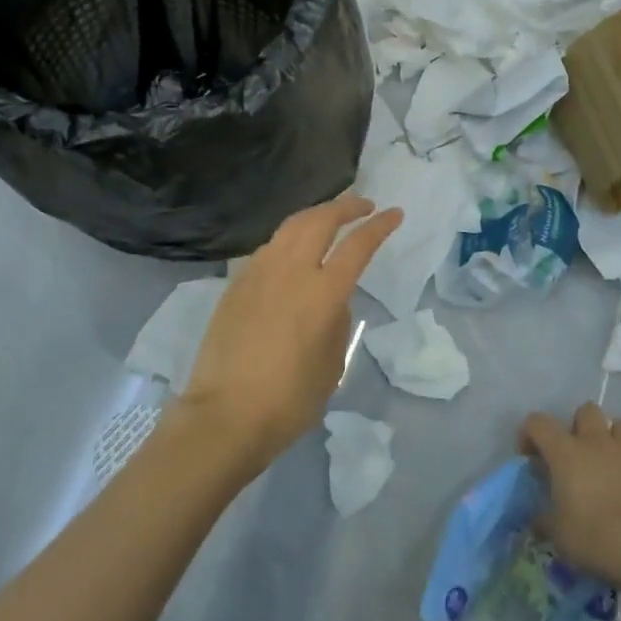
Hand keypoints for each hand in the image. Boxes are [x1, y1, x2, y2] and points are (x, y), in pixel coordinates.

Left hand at [180, 193, 402, 473]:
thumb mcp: (332, 363)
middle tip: (363, 205)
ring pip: (290, 226)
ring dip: (315, 215)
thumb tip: (332, 300)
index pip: (358, 245)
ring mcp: (259, 273)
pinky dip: (289, 239)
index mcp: (323, 293)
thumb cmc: (289, 400)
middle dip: (346, 206)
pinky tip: (293, 251)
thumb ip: (337, 321)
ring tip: (329, 218)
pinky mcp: (236, 283)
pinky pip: (268, 248)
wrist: (225, 415)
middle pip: (320, 219)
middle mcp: (291, 271)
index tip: (395, 213)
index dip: (380, 226)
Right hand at [520, 403, 620, 588]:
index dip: (529, 433)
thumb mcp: (557, 534)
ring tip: (607, 464)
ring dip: (612, 439)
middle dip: (579, 426)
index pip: (538, 422)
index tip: (530, 456)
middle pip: (587, 410)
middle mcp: (598, 444)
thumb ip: (544, 519)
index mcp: (566, 452)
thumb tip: (539, 518)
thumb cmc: (593, 539)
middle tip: (575, 454)